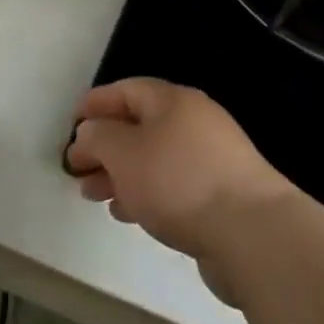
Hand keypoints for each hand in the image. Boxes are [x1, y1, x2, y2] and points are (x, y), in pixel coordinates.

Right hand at [65, 78, 295, 302]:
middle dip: (104, 145)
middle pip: (140, 125)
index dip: (96, 103)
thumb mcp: (125, 153)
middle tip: (76, 168)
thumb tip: (90, 132)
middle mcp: (194, 121)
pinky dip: (145, 193)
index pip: (127, 90)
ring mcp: (211, 159)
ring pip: (154, 158)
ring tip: (93, 195)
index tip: (71, 123)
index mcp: (173, 100)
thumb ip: (99, 137)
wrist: (252, 233)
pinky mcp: (220, 195)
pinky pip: (172, 185)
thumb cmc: (179, 181)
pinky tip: (127, 213)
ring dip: (121, 173)